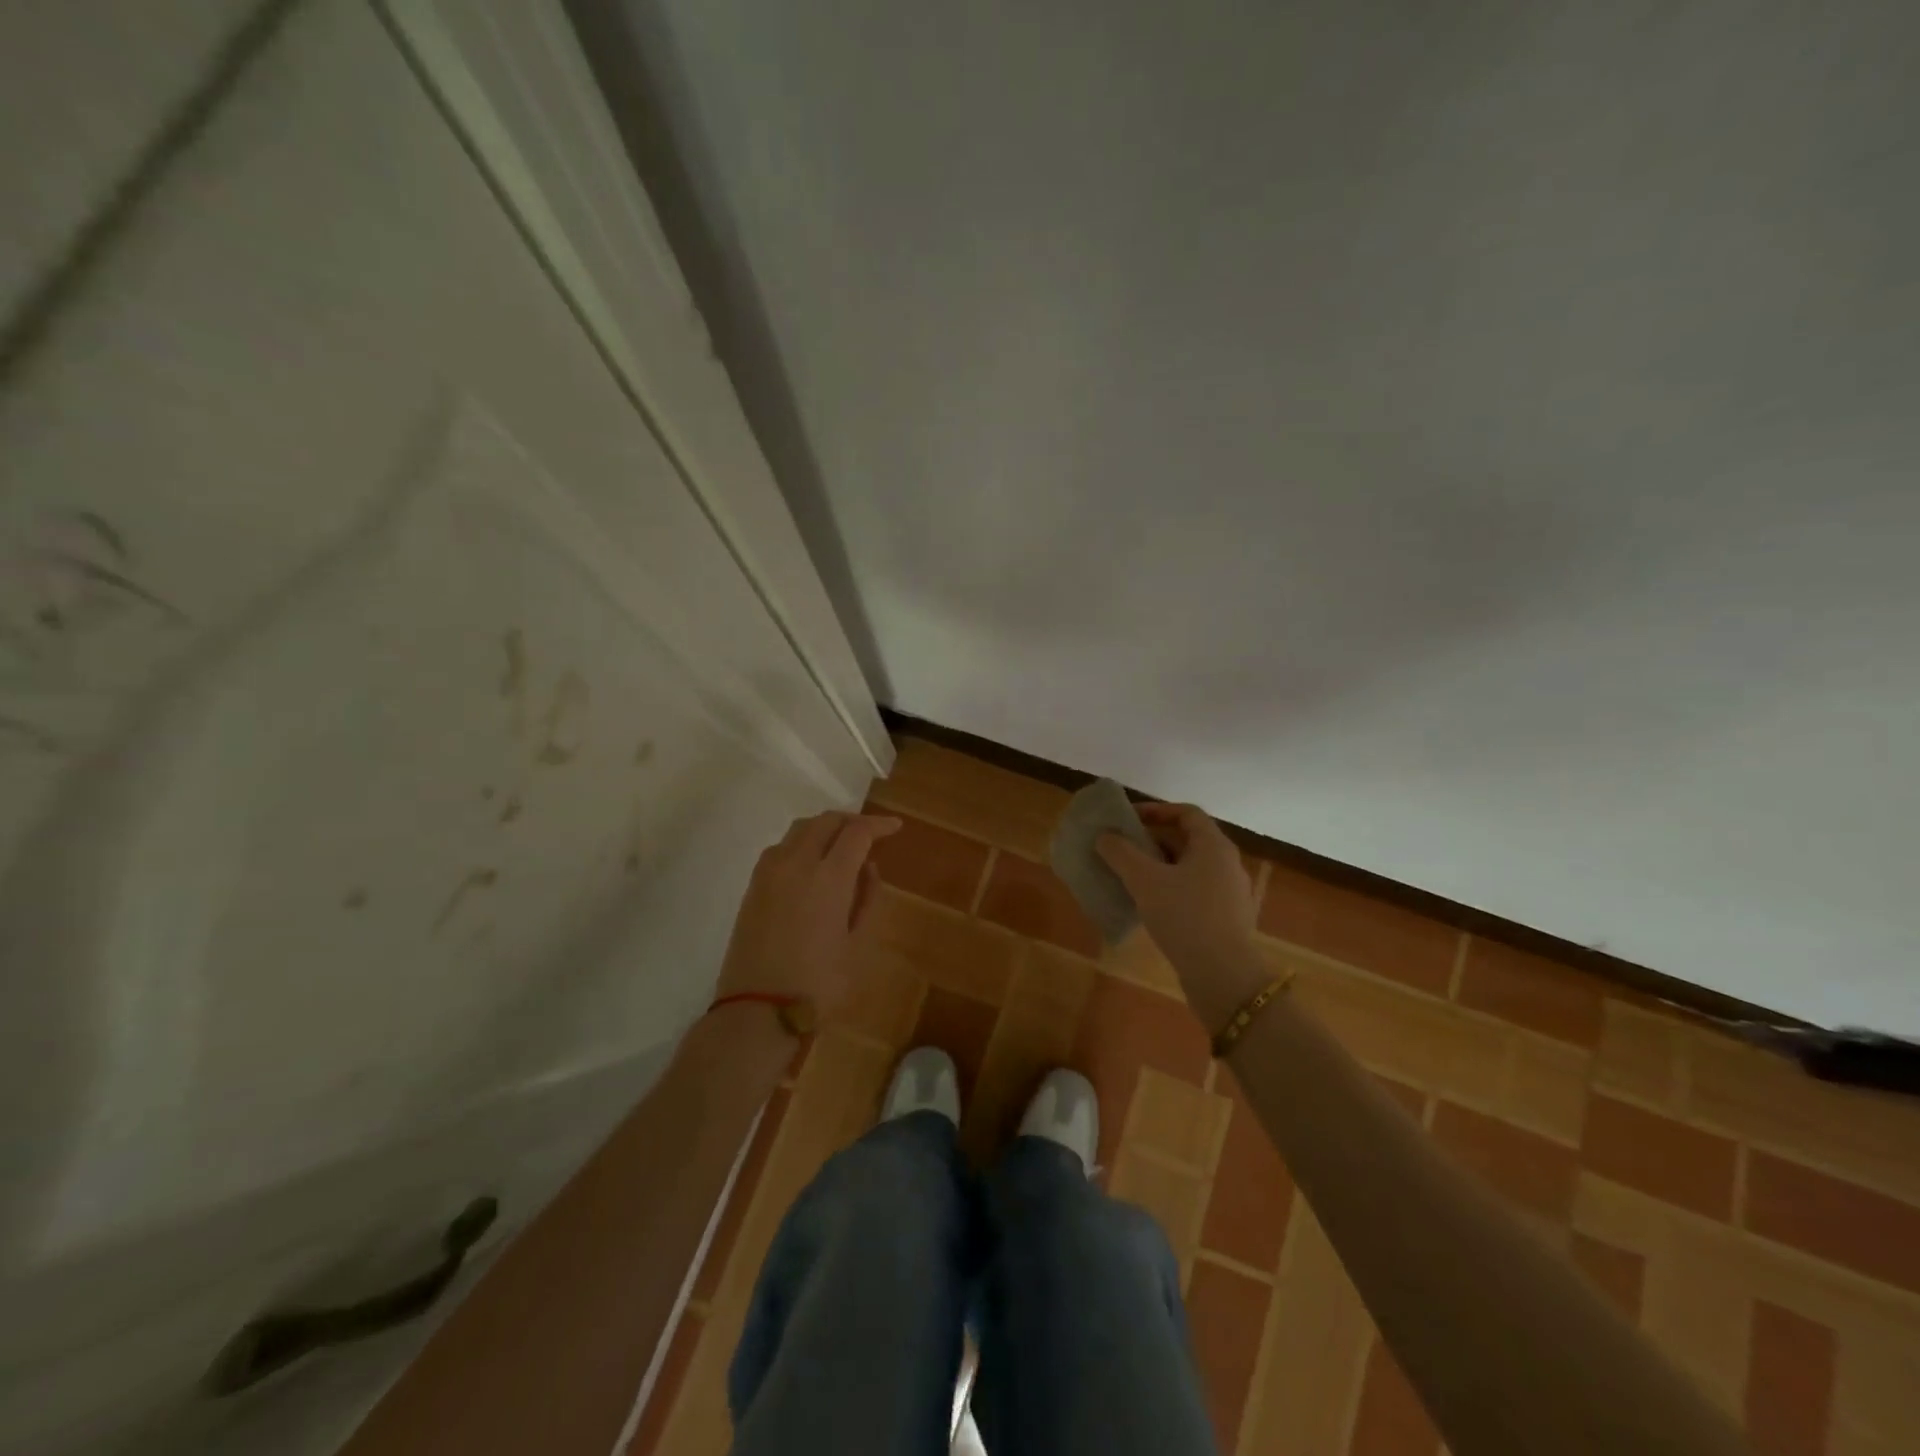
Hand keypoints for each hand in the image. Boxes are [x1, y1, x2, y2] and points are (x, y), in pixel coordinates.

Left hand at [715, 810, 900, 1016]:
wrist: (757, 1011)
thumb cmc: (818, 983)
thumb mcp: (857, 945)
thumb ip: (866, 900)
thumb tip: (867, 869)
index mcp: (828, 877)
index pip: (857, 832)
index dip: (879, 825)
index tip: (895, 827)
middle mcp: (796, 863)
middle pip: (825, 821)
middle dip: (851, 821)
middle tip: (870, 834)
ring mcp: (769, 872)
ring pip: (799, 829)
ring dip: (823, 828)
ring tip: (840, 846)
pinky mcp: (752, 886)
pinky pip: (780, 848)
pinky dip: (801, 843)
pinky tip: (810, 865)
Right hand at [1097, 802, 1266, 1025]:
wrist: (1223, 976)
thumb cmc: (1184, 916)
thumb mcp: (1144, 880)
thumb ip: (1121, 852)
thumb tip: (1105, 836)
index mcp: (1214, 846)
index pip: (1187, 813)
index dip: (1156, 810)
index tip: (1128, 819)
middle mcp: (1227, 864)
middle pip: (1188, 841)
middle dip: (1153, 841)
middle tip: (1122, 849)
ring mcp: (1230, 894)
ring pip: (1190, 870)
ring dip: (1160, 868)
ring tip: (1130, 879)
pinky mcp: (1226, 920)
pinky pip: (1195, 894)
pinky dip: (1171, 892)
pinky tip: (1150, 908)